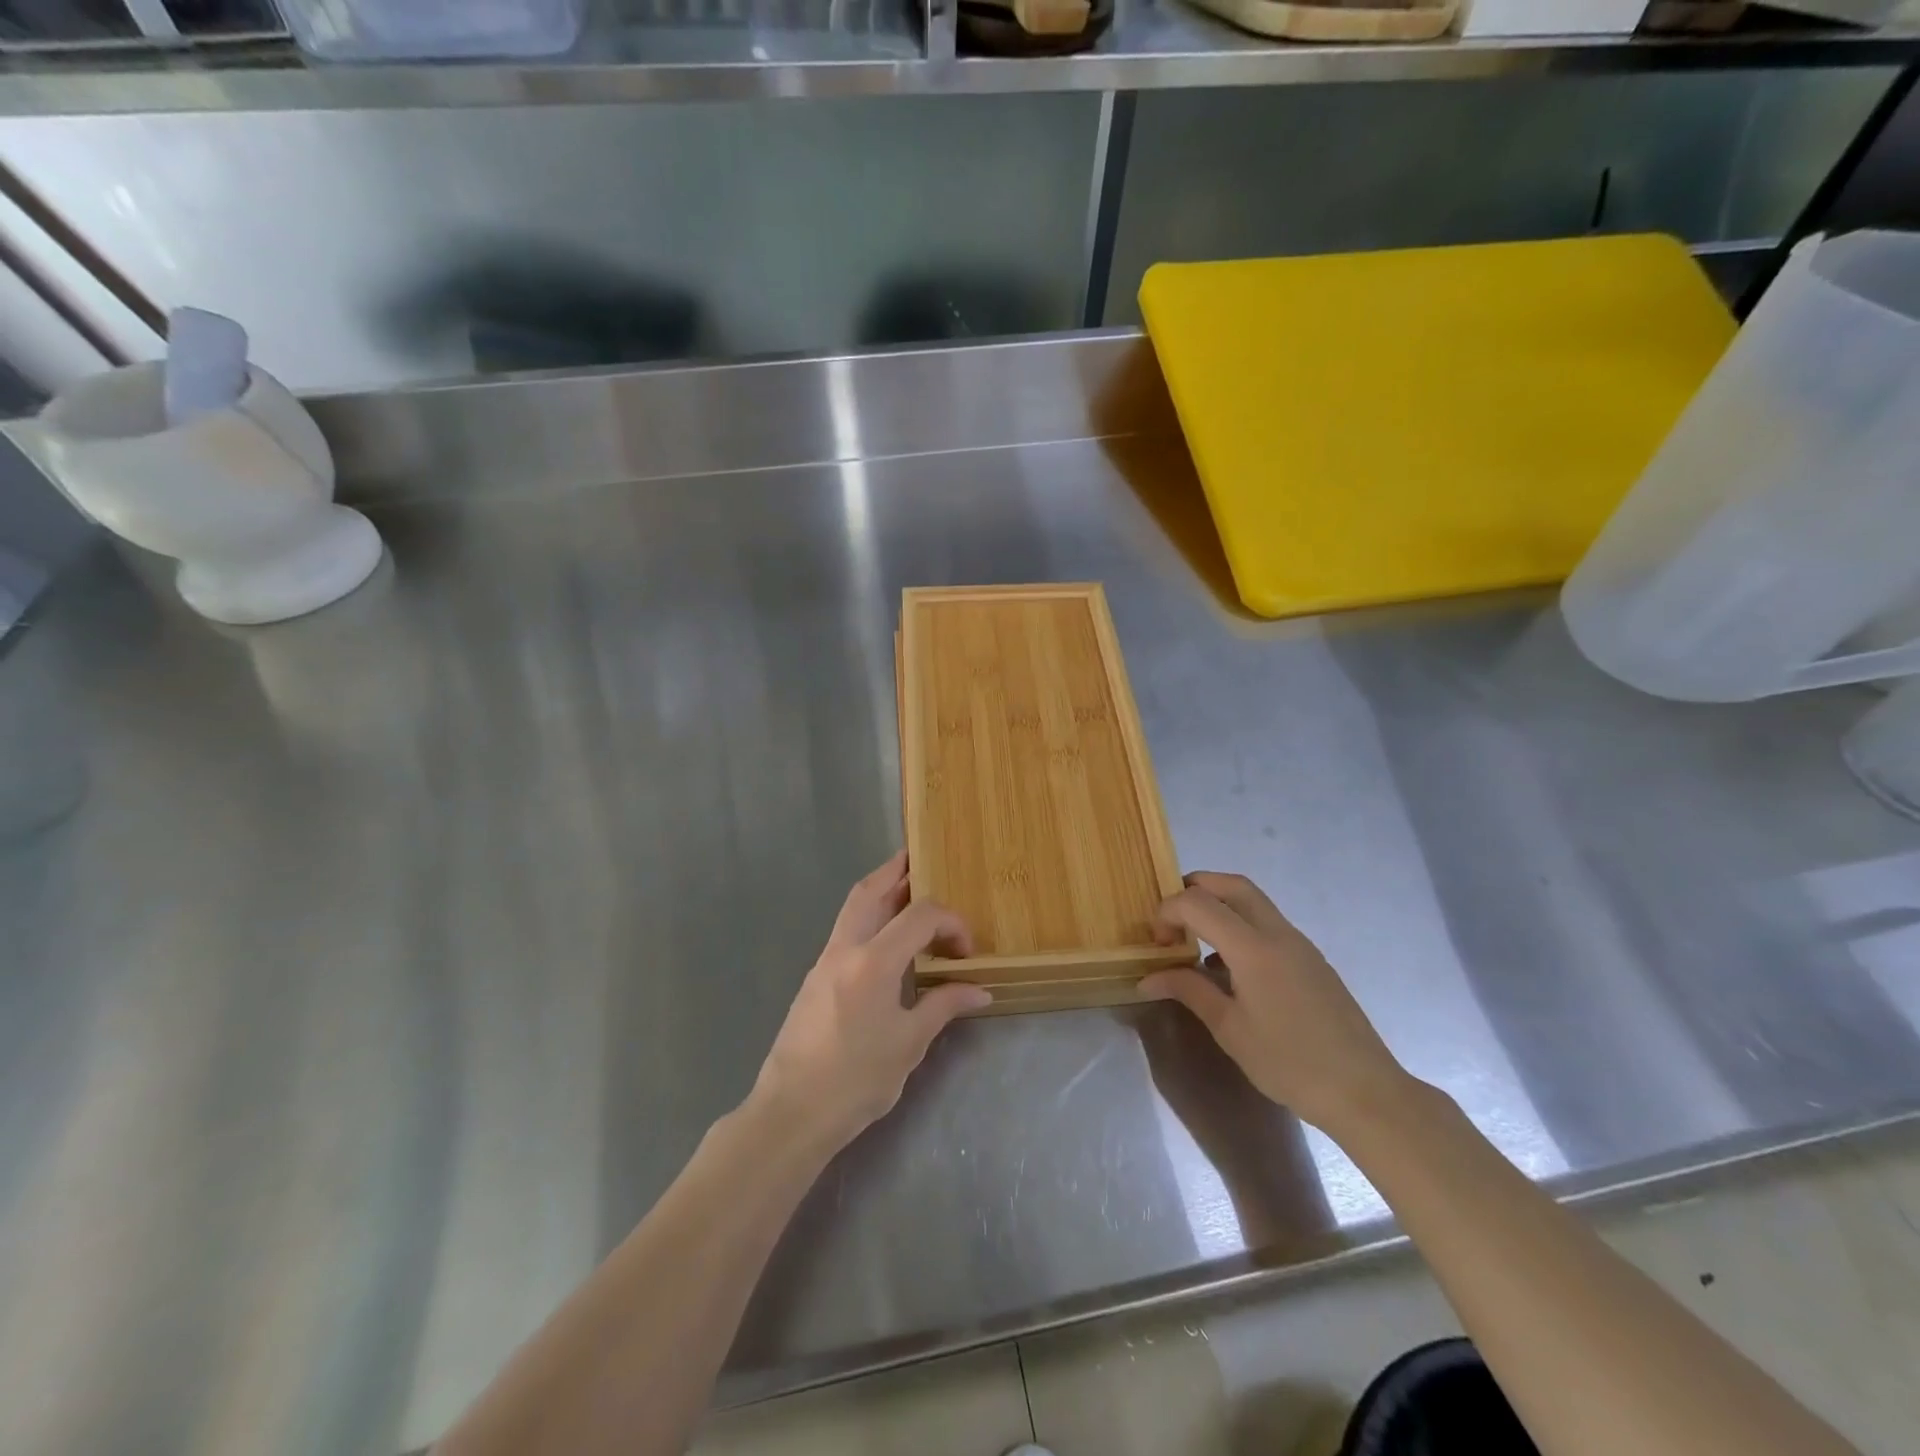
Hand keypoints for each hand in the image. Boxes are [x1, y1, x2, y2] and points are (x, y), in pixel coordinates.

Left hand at [752, 851, 990, 1152]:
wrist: (791, 1112)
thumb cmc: (856, 1080)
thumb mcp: (909, 1044)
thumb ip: (944, 1006)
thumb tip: (979, 990)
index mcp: (873, 961)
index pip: (919, 915)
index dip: (950, 921)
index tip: (967, 949)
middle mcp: (845, 949)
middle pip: (870, 890)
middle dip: (897, 870)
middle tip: (921, 860)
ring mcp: (824, 961)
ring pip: (853, 907)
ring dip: (880, 891)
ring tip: (907, 891)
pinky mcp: (815, 978)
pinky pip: (846, 930)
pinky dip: (869, 918)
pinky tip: (887, 940)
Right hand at [1140, 872, 1413, 1136]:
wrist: (1365, 1092)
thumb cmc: (1289, 1063)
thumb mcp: (1229, 1029)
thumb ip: (1188, 991)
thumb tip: (1147, 979)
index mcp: (1253, 948)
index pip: (1197, 903)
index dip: (1167, 912)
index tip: (1156, 942)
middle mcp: (1278, 933)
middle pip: (1231, 885)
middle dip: (1194, 889)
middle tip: (1172, 918)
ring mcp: (1299, 944)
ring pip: (1253, 901)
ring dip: (1219, 906)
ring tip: (1196, 941)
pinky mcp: (1311, 959)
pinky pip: (1268, 924)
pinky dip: (1240, 926)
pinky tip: (1230, 969)